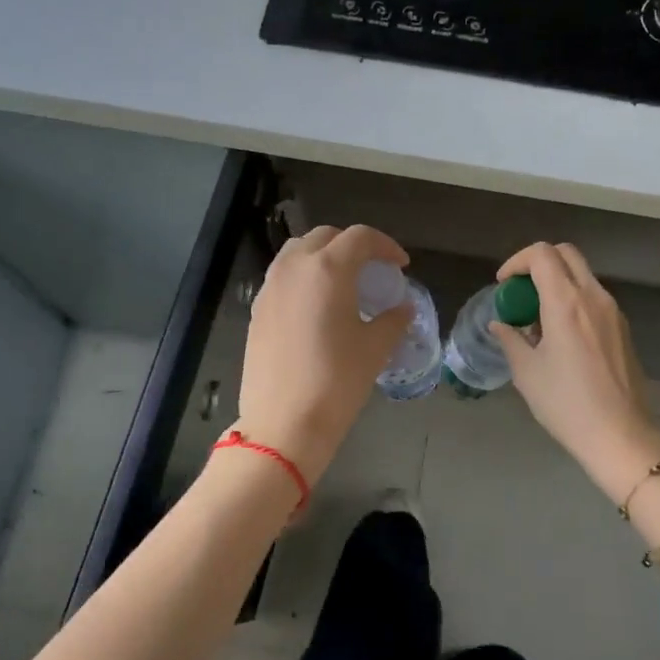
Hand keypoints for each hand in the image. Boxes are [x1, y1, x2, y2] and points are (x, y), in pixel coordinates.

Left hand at [235, 224, 412, 483]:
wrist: (284, 423)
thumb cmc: (337, 381)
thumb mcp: (375, 348)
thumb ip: (393, 320)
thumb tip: (403, 308)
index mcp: (327, 269)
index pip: (360, 237)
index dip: (386, 246)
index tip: (401, 266)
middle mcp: (294, 268)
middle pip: (325, 236)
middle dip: (352, 245)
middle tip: (372, 269)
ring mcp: (270, 287)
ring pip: (297, 252)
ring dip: (323, 256)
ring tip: (343, 282)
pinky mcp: (257, 310)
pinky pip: (282, 277)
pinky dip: (303, 277)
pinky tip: (317, 306)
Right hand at [488, 242, 659, 501]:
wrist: (620, 435)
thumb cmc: (567, 404)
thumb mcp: (527, 372)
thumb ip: (510, 339)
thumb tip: (500, 325)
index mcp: (566, 302)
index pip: (542, 254)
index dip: (517, 262)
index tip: (503, 285)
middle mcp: (594, 296)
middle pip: (566, 254)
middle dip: (538, 263)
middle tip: (520, 292)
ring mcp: (613, 311)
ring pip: (582, 275)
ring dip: (557, 283)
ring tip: (537, 319)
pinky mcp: (623, 328)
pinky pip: (594, 298)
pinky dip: (573, 300)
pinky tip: (561, 336)